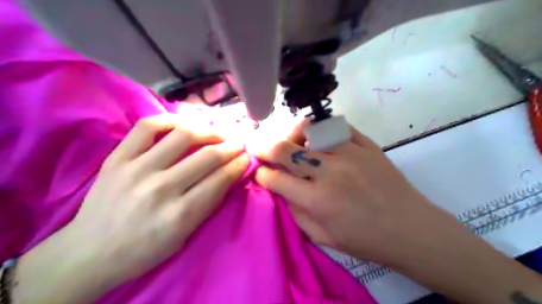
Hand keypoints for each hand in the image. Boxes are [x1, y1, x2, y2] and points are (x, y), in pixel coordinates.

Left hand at [14, 114, 249, 303]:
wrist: (89, 252)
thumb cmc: (144, 250)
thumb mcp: (185, 236)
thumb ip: (208, 204)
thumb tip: (229, 175)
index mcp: (180, 215)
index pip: (220, 179)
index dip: (239, 164)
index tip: (247, 157)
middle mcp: (161, 188)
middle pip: (207, 156)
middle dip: (231, 146)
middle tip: (239, 143)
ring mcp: (137, 169)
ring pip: (183, 136)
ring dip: (208, 131)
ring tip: (216, 133)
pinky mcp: (117, 158)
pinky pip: (148, 126)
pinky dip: (170, 120)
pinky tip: (183, 124)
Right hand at [247, 121, 463, 265]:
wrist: (410, 228)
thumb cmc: (365, 240)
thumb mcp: (323, 237)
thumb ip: (296, 211)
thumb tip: (280, 188)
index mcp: (317, 200)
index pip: (275, 179)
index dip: (262, 174)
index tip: (260, 173)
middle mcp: (330, 172)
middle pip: (285, 149)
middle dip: (263, 146)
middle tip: (257, 145)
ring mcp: (350, 153)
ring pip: (310, 130)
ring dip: (293, 134)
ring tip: (292, 140)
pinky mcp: (366, 144)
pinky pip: (337, 127)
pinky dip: (322, 130)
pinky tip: (320, 139)